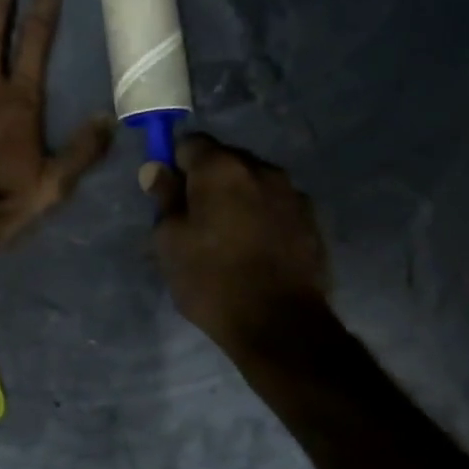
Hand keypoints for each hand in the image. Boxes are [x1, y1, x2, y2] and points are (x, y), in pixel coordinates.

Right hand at [144, 134, 329, 353]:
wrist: (280, 325)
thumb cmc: (212, 280)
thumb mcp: (170, 242)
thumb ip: (164, 198)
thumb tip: (157, 169)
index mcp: (221, 168)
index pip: (190, 143)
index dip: (176, 165)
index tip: (170, 194)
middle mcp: (260, 169)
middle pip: (225, 160)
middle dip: (208, 181)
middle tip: (196, 219)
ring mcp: (292, 193)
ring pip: (253, 182)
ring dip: (238, 198)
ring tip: (229, 237)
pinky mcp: (312, 220)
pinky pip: (276, 205)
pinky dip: (263, 216)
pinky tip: (256, 249)